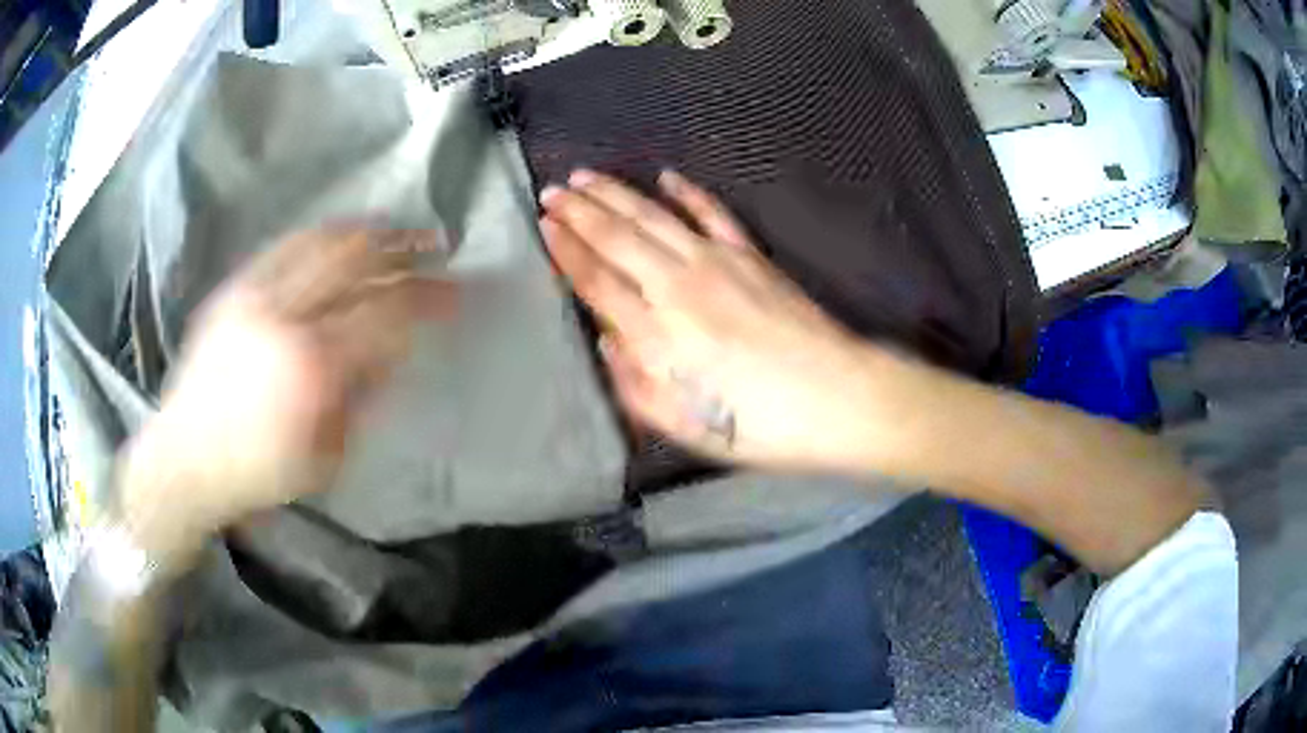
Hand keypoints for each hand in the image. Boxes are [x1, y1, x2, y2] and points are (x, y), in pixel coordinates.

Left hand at [118, 226, 455, 557]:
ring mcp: (255, 296)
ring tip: (397, 228)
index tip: (457, 292)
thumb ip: (361, 396)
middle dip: (405, 247)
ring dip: (368, 231)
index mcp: (312, 368)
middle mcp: (285, 318)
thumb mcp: (325, 457)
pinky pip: (285, 246)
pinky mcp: (235, 289)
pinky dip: (322, 234)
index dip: (428, 297)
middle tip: (436, 244)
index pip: (386, 313)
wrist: (185, 458)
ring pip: (323, 242)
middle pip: (358, 261)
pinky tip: (342, 234)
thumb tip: (392, 350)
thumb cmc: (258, 474)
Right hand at [540, 169, 905, 470]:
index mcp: (656, 333)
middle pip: (617, 238)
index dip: (566, 250)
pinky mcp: (751, 256)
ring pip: (653, 217)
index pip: (596, 280)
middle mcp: (678, 285)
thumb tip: (606, 339)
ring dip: (616, 194)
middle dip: (579, 211)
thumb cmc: (758, 425)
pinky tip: (667, 176)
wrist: (837, 398)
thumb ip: (634, 382)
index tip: (544, 226)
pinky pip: (712, 213)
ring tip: (586, 177)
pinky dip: (688, 192)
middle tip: (551, 192)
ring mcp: (718, 263)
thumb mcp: (683, 425)